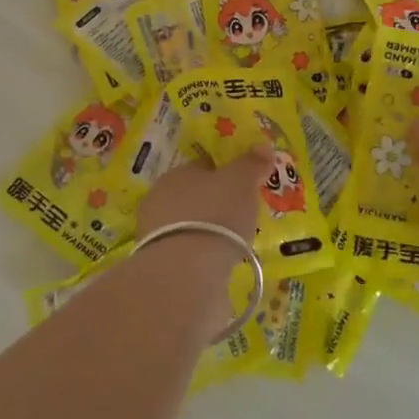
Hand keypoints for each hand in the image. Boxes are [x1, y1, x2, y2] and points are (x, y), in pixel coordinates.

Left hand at [130, 146, 273, 326]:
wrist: (185, 273)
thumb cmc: (215, 215)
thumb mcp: (241, 182)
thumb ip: (251, 163)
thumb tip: (263, 145)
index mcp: (177, 173)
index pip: (202, 167)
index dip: (223, 174)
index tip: (243, 186)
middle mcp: (160, 199)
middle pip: (193, 197)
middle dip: (214, 205)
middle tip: (240, 217)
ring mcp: (155, 234)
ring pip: (187, 226)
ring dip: (206, 232)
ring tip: (232, 244)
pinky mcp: (158, 266)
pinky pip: (185, 254)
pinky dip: (200, 257)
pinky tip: (217, 266)